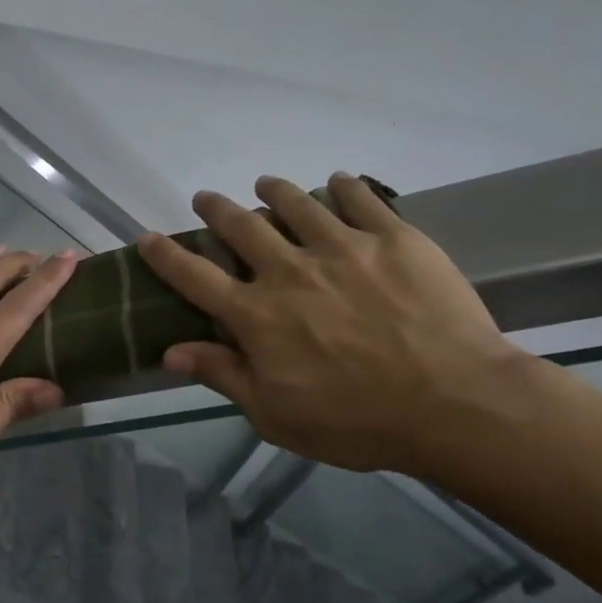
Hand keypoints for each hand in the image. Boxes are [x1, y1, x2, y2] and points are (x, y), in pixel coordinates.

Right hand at [137, 173, 528, 475]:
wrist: (455, 404)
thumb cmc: (356, 421)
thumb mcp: (274, 415)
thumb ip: (223, 376)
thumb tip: (170, 352)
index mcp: (256, 315)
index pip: (194, 277)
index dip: (166, 256)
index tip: (147, 237)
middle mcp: (290, 271)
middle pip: (241, 227)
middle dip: (216, 210)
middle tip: (206, 198)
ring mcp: (344, 248)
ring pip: (297, 204)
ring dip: (274, 190)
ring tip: (265, 184)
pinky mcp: (395, 239)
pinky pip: (362, 199)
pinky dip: (344, 186)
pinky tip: (338, 181)